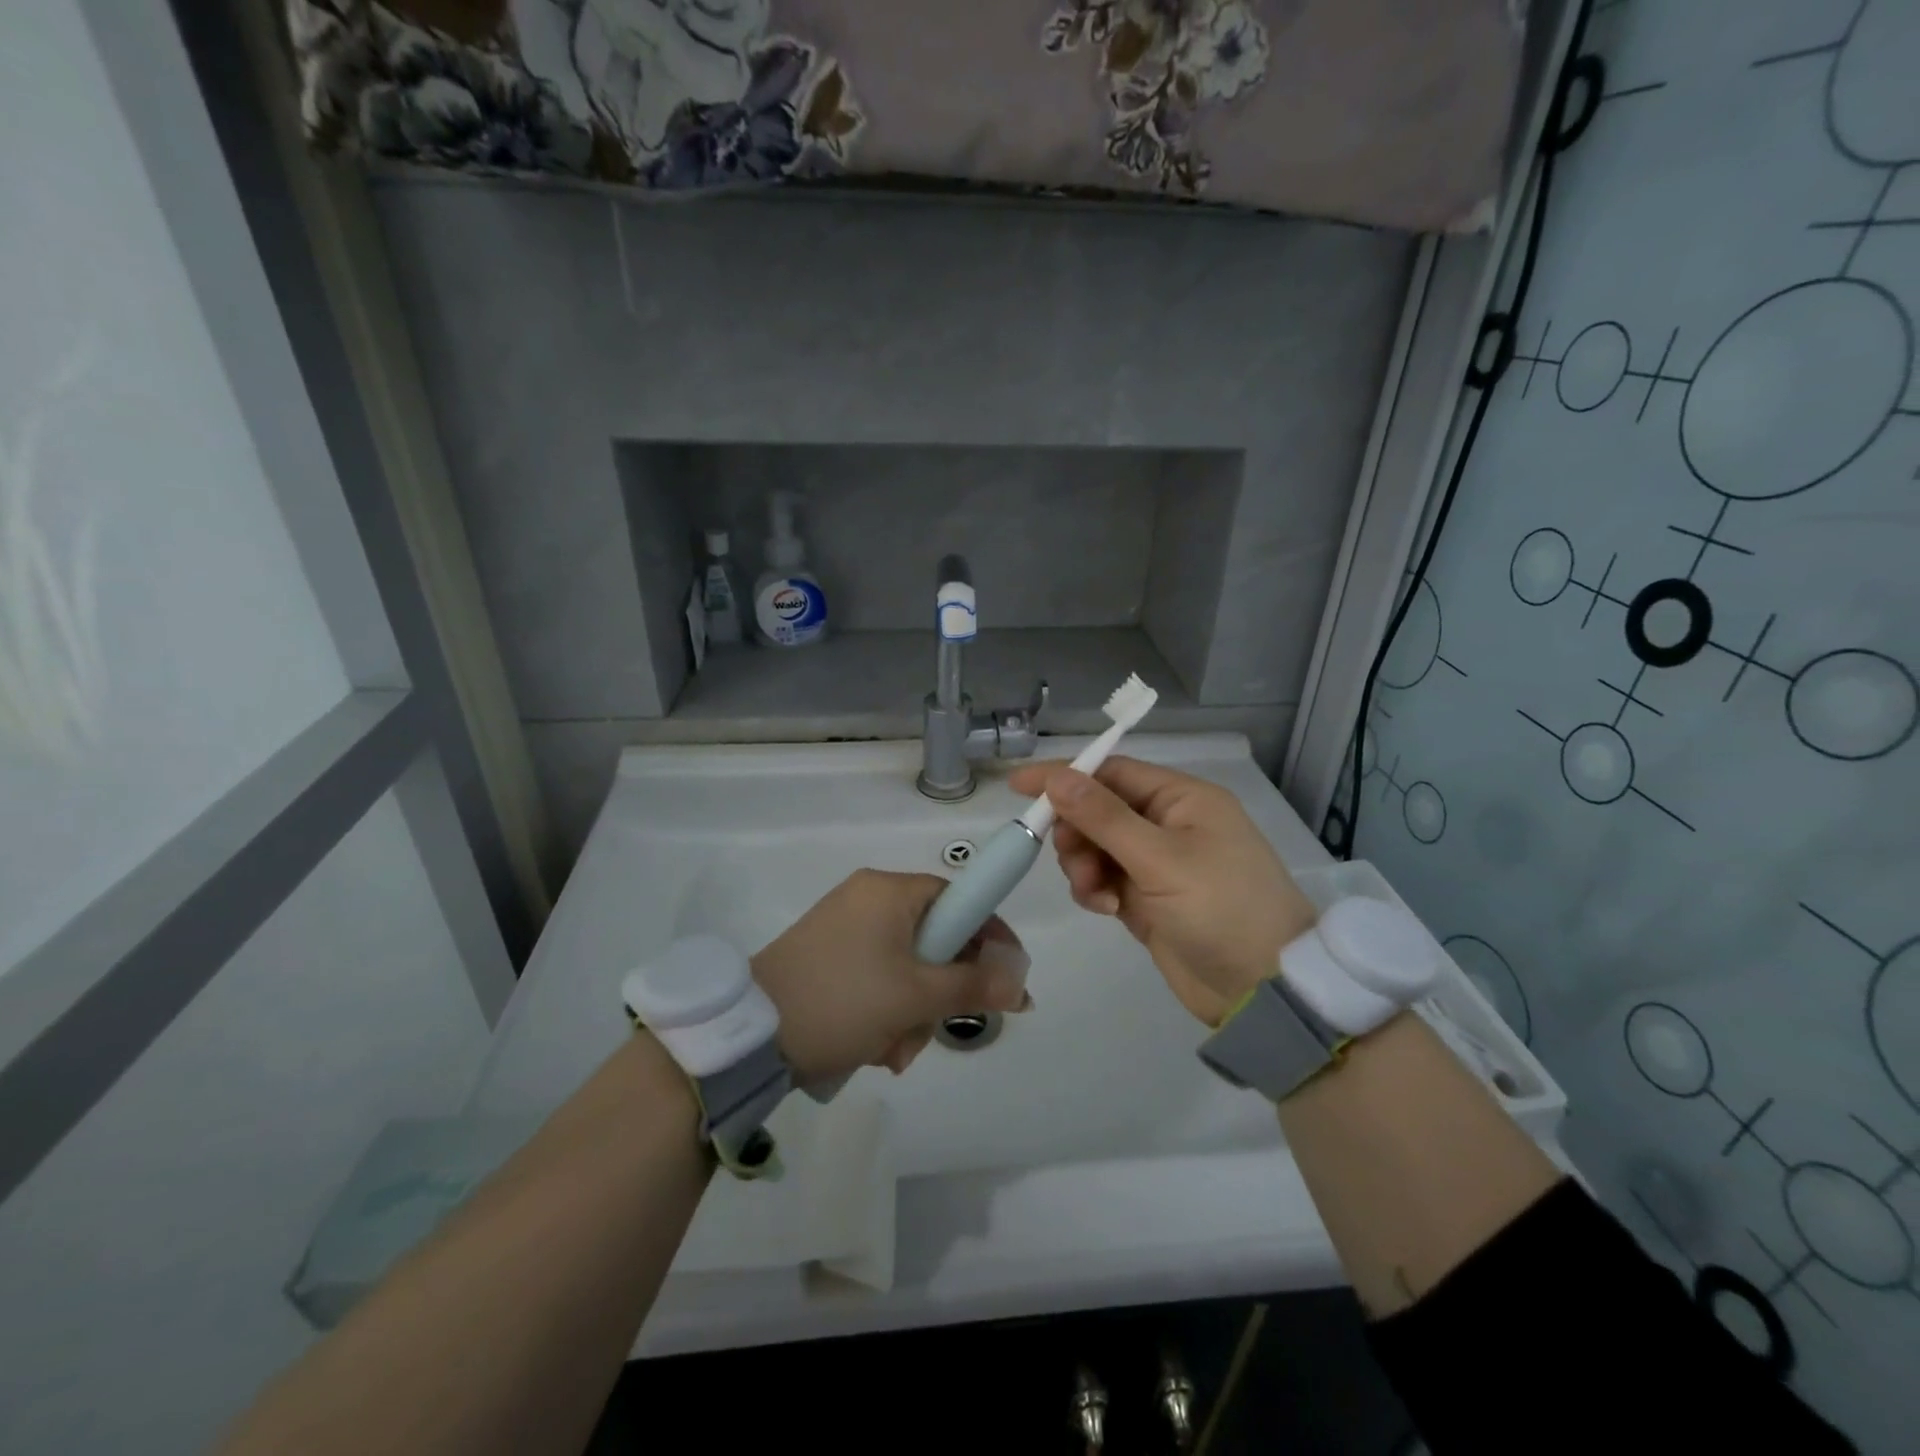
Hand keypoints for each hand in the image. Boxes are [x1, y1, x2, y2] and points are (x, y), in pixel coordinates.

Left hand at [751, 869, 1030, 1085]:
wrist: (748, 1036)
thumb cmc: (841, 1001)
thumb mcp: (914, 996)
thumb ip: (974, 986)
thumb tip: (1021, 984)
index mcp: (888, 890)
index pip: (958, 899)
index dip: (988, 937)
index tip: (1006, 979)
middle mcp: (867, 899)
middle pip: (933, 939)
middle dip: (939, 991)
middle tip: (932, 1027)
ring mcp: (843, 928)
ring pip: (906, 966)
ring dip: (911, 1012)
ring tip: (892, 1049)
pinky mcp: (826, 957)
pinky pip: (876, 978)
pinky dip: (884, 1011)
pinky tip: (871, 1046)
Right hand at [1006, 757, 1316, 1024]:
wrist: (1263, 990)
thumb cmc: (1221, 909)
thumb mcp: (1160, 859)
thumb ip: (1104, 817)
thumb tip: (1057, 777)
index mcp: (1182, 799)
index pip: (1111, 772)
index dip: (1066, 776)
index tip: (1019, 787)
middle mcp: (1169, 823)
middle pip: (1099, 810)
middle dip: (1078, 833)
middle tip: (1073, 859)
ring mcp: (1158, 863)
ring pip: (1096, 847)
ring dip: (1084, 866)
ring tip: (1097, 894)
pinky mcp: (1147, 898)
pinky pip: (1104, 879)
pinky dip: (1095, 889)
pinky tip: (1107, 909)